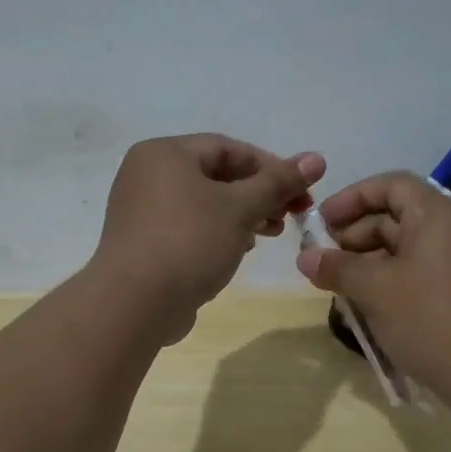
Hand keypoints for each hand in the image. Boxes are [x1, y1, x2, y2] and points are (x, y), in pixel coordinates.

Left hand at [91, 135, 325, 343]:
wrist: (134, 304)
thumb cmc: (189, 242)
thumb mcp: (240, 208)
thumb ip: (278, 182)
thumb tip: (316, 159)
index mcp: (164, 153)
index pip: (228, 148)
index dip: (270, 166)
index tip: (301, 191)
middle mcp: (147, 174)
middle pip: (215, 175)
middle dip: (258, 194)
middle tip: (292, 216)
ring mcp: (141, 211)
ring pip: (204, 203)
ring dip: (242, 215)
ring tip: (271, 234)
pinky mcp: (144, 243)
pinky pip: (188, 227)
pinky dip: (217, 233)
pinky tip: (239, 250)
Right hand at [296, 172, 450, 412]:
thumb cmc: (434, 320)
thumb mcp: (376, 291)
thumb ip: (337, 268)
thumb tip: (305, 257)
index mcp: (437, 214)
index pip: (389, 186)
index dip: (350, 198)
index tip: (320, 224)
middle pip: (395, 217)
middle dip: (353, 237)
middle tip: (323, 264)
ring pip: (405, 250)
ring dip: (368, 265)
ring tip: (340, 291)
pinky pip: (419, 275)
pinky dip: (390, 284)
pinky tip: (368, 310)